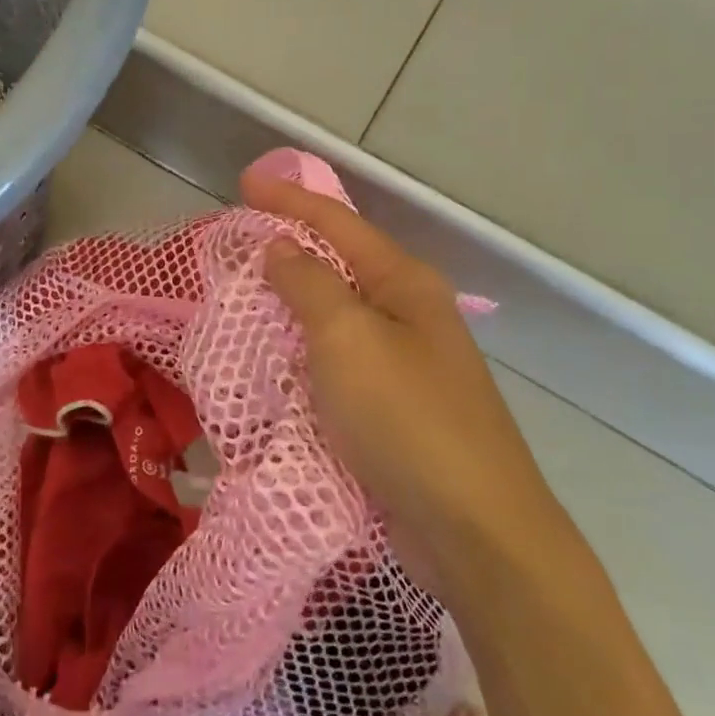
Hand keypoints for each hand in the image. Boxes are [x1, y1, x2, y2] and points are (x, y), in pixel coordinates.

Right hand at [241, 172, 569, 578]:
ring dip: (293, 301)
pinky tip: (276, 357)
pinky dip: (303, 350)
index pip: (337, 223)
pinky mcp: (394, 408)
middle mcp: (409, 313)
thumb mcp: (347, 339)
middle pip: (340, 263)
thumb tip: (281, 248)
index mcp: (404, 284)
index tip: (244, 182)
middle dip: (290, 246)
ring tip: (247, 292)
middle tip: (239, 241)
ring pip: (336, 315)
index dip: (289, 199)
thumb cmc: (407, 419)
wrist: (475, 532)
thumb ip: (309, 285)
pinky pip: (337, 361)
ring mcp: (405, 363)